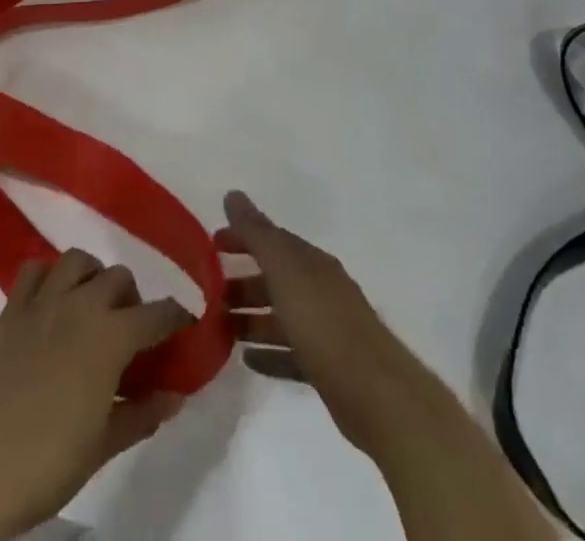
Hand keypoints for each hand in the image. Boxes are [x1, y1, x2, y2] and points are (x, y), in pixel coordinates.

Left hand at [0, 250, 190, 539]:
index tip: (185, 329)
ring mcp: (43, 301)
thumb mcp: (103, 445)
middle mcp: (81, 304)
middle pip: (120, 278)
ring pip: (79, 260)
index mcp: (111, 336)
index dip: (178, 319)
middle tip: (131, 335)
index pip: (159, 313)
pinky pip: (35, 269)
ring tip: (92, 310)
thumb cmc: (45, 464)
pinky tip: (51, 305)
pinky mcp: (11, 308)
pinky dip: (49, 276)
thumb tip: (177, 394)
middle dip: (133, 300)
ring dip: (93, 278)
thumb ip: (143, 412)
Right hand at [216, 190, 447, 460]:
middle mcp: (319, 288)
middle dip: (243, 282)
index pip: (272, 239)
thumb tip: (232, 193)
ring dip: (251, 319)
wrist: (375, 391)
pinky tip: (248, 360)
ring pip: (280, 317)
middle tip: (209, 295)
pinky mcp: (327, 367)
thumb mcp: (284, 269)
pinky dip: (268, 353)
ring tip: (219, 329)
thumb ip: (257, 233)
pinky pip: (290, 353)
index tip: (211, 246)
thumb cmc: (323, 322)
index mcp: (311, 262)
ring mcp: (326, 329)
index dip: (242, 238)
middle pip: (275, 279)